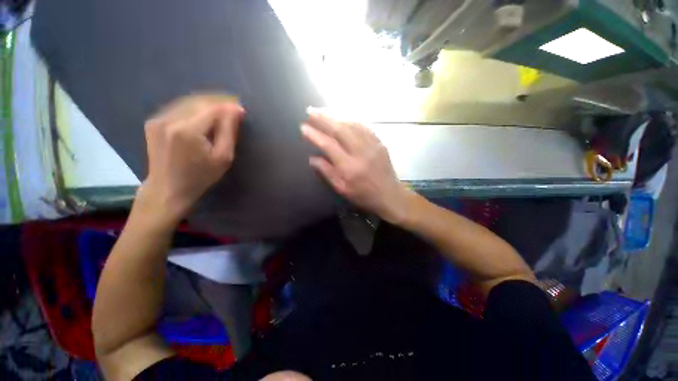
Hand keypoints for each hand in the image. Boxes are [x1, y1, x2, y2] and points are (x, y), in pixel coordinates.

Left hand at [139, 94, 243, 222]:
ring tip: (221, 111)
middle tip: (234, 110)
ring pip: (188, 101)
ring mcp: (159, 119)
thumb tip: (236, 110)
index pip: (212, 108)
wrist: (168, 189)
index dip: (229, 106)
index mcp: (188, 130)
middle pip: (199, 101)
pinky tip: (203, 116)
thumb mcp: (223, 158)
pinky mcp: (154, 121)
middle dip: (219, 102)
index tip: (241, 110)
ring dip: (207, 104)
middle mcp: (170, 119)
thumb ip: (229, 132)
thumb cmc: (201, 177)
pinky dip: (194, 108)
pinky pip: (178, 107)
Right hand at [301, 109, 409, 222]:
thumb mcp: (342, 189)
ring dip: (336, 116)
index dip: (315, 135)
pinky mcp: (379, 143)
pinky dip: (351, 120)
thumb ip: (327, 172)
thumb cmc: (364, 195)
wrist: (390, 195)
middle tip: (310, 110)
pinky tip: (344, 118)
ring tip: (323, 111)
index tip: (303, 127)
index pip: (328, 145)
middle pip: (340, 130)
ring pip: (352, 125)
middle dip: (323, 118)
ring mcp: (372, 145)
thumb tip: (312, 158)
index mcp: (349, 167)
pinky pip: (364, 127)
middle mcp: (360, 152)